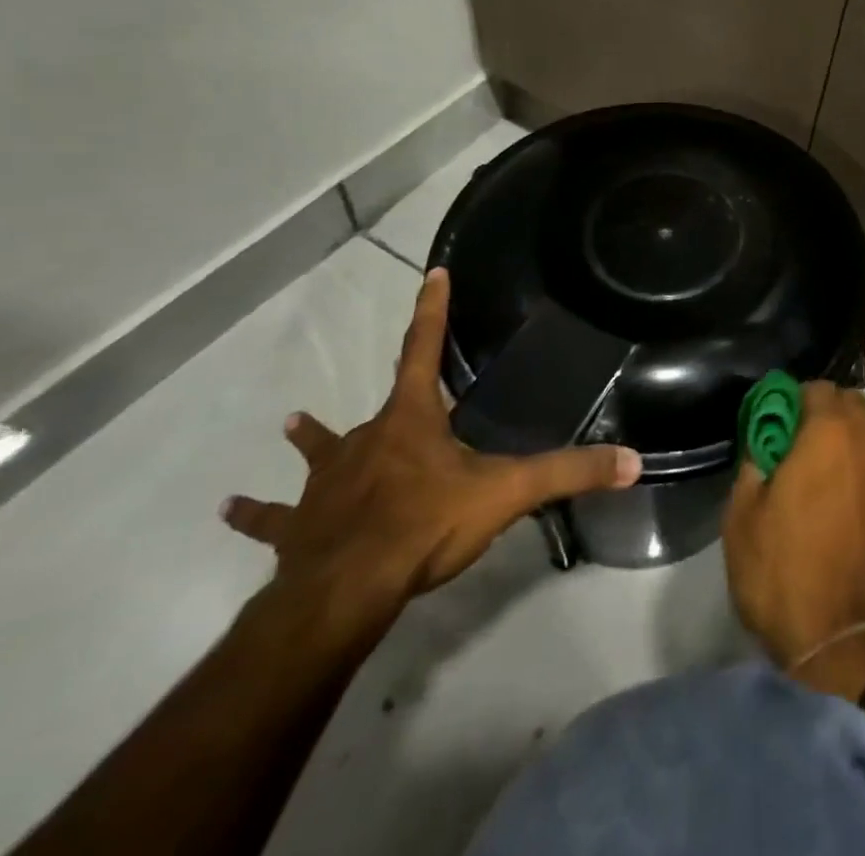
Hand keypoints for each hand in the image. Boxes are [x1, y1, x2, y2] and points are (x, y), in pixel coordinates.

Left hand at [222, 268, 640, 613]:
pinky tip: (230, 509)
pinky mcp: (297, 529)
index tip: (432, 273)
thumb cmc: (424, 526)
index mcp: (411, 420)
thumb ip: (569, 473)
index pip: (423, 349)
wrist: (344, 592)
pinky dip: (257, 513)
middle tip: (392, 394)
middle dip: (388, 397)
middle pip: (378, 408)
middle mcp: (364, 441)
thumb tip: (634, 461)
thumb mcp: (507, 493)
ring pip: (319, 455)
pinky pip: (274, 518)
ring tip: (289, 425)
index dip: (432, 310)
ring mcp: (325, 485)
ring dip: (309, 441)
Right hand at [722, 381, 864, 695]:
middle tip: (811, 457)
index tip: (784, 429)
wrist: (852, 649)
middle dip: (832, 420)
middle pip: (855, 407)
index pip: (817, 389)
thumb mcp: (741, 524)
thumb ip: (752, 469)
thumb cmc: (786, 580)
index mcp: (828, 432)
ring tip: (848, 486)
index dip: (797, 404)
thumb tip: (764, 448)